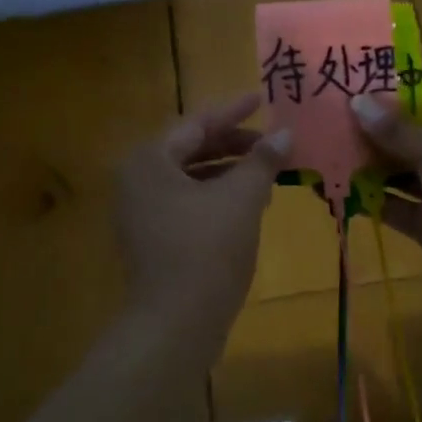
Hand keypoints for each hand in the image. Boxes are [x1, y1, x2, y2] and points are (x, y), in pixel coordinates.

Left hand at [117, 95, 289, 331]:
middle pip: (190, 149)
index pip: (196, 124)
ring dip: (229, 172)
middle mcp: (136, 181)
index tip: (262, 98)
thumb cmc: (207, 250)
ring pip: (190, 178)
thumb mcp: (241, 199)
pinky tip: (249, 204)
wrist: (175, 323)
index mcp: (149, 161)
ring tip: (267, 172)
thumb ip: (261, 161)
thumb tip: (285, 133)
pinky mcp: (152, 239)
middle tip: (271, 140)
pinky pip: (187, 203)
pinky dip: (217, 197)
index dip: (233, 111)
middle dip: (233, 144)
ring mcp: (141, 213)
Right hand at [352, 67, 421, 322]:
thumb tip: (356, 102)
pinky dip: (368, 200)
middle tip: (328, 107)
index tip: (364, 63)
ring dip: (366, 160)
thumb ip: (397, 130)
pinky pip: (392, 206)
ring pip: (397, 169)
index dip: (406, 72)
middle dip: (374, 119)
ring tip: (322, 145)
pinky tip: (335, 189)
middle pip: (410, 129)